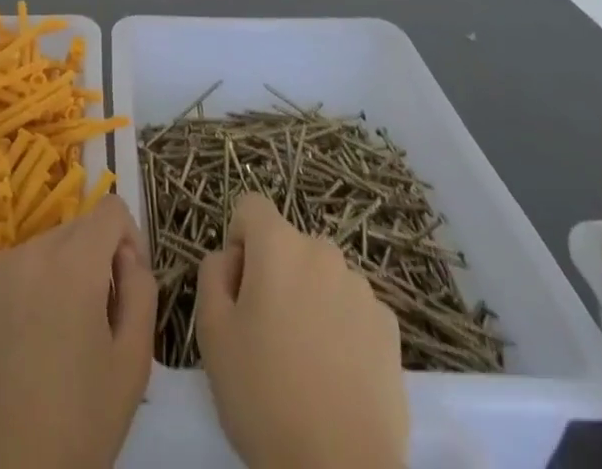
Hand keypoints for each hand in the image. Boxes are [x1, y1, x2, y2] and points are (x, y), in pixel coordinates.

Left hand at [0, 195, 156, 468]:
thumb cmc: (78, 428)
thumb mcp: (133, 362)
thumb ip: (141, 289)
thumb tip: (125, 256)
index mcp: (74, 261)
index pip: (111, 210)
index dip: (128, 242)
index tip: (125, 288)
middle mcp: (28, 250)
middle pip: (73, 231)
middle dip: (90, 264)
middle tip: (91, 327)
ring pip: (38, 253)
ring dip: (53, 280)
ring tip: (51, 344)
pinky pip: (4, 275)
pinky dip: (18, 296)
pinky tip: (16, 349)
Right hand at [196, 193, 407, 468]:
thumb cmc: (264, 396)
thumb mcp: (211, 332)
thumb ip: (212, 274)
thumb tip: (229, 259)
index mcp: (279, 245)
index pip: (250, 206)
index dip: (237, 241)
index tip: (238, 290)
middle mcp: (324, 252)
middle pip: (287, 245)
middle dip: (274, 274)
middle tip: (265, 333)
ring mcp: (362, 289)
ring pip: (321, 277)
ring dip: (308, 299)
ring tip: (304, 361)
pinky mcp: (390, 329)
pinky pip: (353, 309)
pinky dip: (340, 328)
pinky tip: (336, 377)